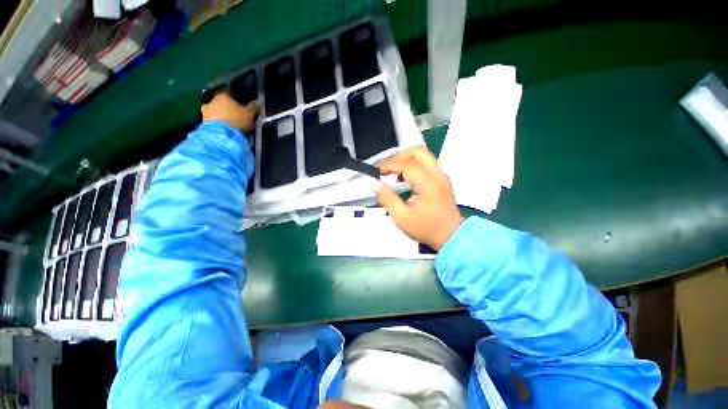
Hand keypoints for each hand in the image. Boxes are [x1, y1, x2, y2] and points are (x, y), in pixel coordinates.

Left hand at [201, 90, 258, 131]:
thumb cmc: (235, 121)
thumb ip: (252, 107)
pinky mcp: (200, 128)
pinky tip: (221, 133)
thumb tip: (255, 104)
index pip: (228, 92)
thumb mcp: (249, 114)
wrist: (218, 140)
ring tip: (226, 126)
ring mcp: (204, 115)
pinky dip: (214, 128)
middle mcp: (211, 102)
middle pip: (218, 103)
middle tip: (231, 115)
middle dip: (223, 108)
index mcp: (222, 95)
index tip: (238, 104)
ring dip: (217, 118)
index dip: (233, 98)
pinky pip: (209, 125)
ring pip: (212, 114)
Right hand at [374, 145, 463, 249]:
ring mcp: (442, 175)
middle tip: (388, 169)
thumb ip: (386, 198)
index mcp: (428, 184)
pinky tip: (406, 177)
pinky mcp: (443, 179)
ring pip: (424, 154)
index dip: (390, 165)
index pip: (407, 164)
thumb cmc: (426, 229)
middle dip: (399, 156)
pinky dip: (415, 163)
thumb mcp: (401, 218)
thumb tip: (373, 183)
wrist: (451, 236)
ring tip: (396, 172)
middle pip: (418, 151)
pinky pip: (428, 162)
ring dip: (408, 158)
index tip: (378, 173)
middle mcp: (437, 175)